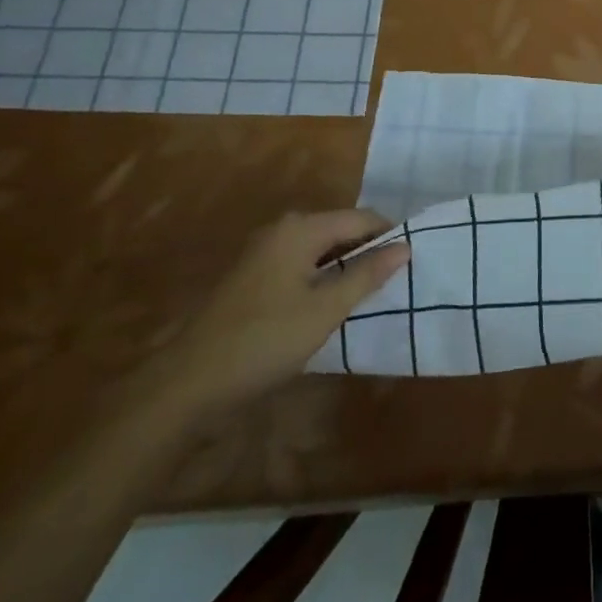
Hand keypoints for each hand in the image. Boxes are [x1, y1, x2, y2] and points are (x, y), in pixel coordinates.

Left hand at [152, 210, 409, 416]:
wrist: (187, 384)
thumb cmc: (265, 340)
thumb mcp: (326, 309)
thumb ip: (367, 274)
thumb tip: (405, 246)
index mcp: (301, 229)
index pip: (361, 218)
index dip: (389, 236)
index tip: (413, 260)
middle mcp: (282, 229)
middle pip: (340, 229)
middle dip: (368, 251)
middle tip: (395, 280)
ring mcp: (263, 252)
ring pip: (320, 248)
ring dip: (345, 266)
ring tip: (369, 294)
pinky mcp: (252, 276)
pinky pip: (301, 263)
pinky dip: (322, 277)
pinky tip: (331, 304)